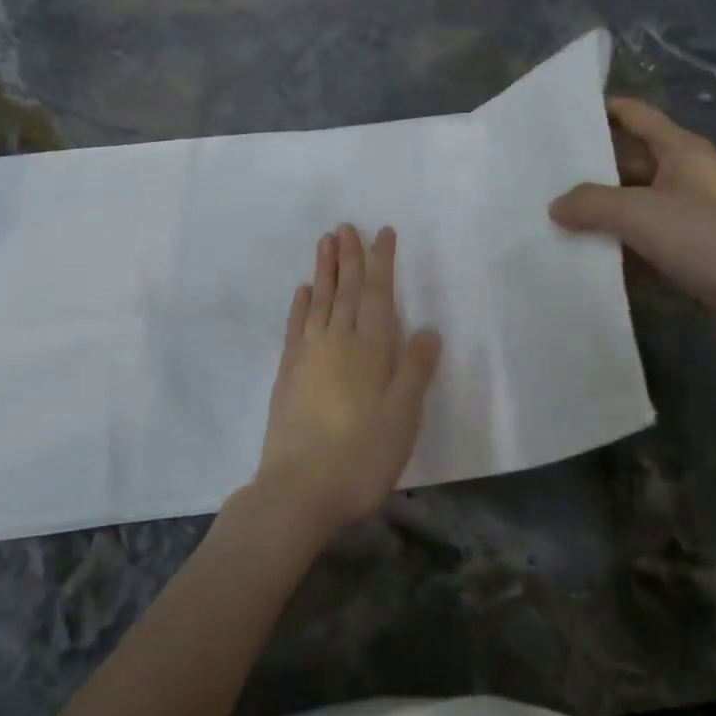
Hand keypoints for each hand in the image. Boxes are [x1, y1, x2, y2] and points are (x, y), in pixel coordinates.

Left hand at [251, 224, 442, 540]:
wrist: (299, 490)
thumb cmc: (362, 455)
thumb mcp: (403, 415)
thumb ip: (415, 369)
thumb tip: (427, 329)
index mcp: (370, 348)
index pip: (377, 293)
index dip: (381, 261)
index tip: (382, 232)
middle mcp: (337, 340)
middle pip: (345, 289)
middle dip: (349, 256)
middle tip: (346, 226)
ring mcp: (308, 355)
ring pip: (319, 300)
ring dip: (324, 269)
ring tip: (326, 241)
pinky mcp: (287, 373)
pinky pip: (296, 326)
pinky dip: (301, 304)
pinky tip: (304, 290)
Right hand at [550, 98, 715, 330]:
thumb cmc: (706, 238)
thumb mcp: (638, 212)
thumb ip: (590, 203)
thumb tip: (556, 206)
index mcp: (682, 150)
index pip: (637, 115)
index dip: (604, 110)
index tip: (564, 116)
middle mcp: (688, 177)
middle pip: (630, 163)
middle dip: (591, 170)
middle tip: (544, 177)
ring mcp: (692, 218)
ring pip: (635, 206)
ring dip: (602, 213)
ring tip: (554, 218)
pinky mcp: (692, 255)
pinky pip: (645, 242)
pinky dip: (619, 246)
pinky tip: (585, 257)